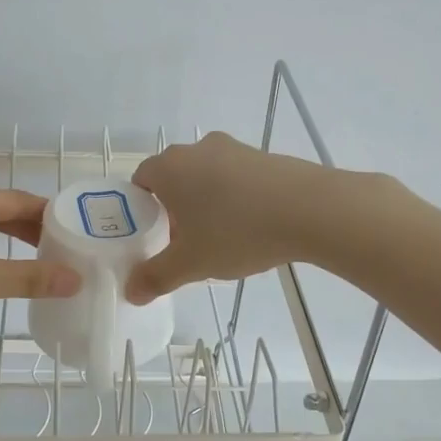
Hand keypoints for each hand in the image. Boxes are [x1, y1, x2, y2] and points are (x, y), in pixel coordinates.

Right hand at [125, 132, 332, 303]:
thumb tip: (131, 292)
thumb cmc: (237, 231)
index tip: (154, 237)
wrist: (310, 209)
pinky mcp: (264, 156)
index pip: (140, 181)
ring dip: (207, 203)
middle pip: (174, 178)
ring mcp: (233, 149)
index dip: (141, 210)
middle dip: (175, 209)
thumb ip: (155, 277)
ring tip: (222, 238)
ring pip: (206, 177)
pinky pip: (236, 177)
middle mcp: (197, 149)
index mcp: (170, 167)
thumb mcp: (191, 264)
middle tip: (186, 243)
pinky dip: (236, 198)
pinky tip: (252, 227)